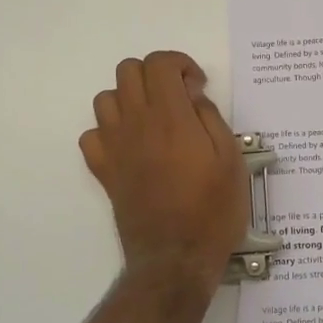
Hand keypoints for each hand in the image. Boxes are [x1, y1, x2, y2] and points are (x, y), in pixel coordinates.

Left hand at [80, 51, 248, 293]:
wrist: (176, 258)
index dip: (180, 64)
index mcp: (170, 117)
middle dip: (154, 74)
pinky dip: (108, 131)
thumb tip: (193, 98)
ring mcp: (114, 147)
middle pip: (128, 71)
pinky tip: (131, 146)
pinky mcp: (104, 171)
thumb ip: (211, 119)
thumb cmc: (213, 209)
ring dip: (130, 99)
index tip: (197, 87)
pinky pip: (91, 135)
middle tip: (178, 99)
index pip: (159, 63)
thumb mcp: (231, 160)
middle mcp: (136, 124)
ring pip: (106, 98)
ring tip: (154, 120)